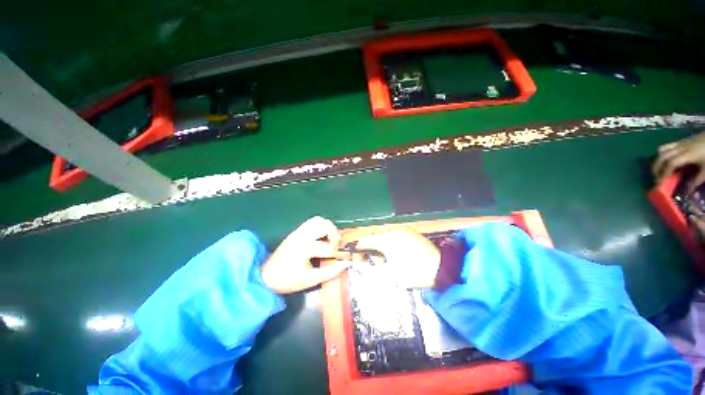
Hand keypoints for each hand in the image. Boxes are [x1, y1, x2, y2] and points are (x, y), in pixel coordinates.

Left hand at [261, 216, 351, 293]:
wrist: (265, 276)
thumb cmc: (287, 280)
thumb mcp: (310, 280)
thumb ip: (330, 272)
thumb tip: (346, 263)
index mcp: (305, 248)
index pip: (328, 247)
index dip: (339, 253)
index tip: (345, 258)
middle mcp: (303, 235)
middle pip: (325, 225)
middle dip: (334, 234)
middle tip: (336, 245)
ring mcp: (299, 231)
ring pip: (318, 220)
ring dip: (328, 228)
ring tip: (329, 240)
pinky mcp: (296, 231)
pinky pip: (312, 222)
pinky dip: (320, 227)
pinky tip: (321, 238)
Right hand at [355, 229, 440, 287]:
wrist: (441, 269)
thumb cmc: (413, 272)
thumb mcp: (390, 275)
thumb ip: (374, 268)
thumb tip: (364, 263)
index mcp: (386, 239)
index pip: (365, 240)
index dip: (358, 249)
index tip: (357, 257)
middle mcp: (393, 230)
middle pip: (374, 237)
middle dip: (371, 249)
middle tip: (376, 262)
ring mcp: (403, 230)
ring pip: (385, 236)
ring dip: (381, 246)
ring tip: (388, 259)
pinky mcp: (411, 232)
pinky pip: (395, 235)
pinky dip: (391, 243)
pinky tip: (398, 253)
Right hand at [653, 132, 704, 189]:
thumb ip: (697, 179)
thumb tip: (689, 191)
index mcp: (687, 155)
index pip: (671, 163)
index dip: (664, 173)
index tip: (660, 183)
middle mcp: (679, 149)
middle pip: (663, 157)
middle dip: (657, 168)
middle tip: (656, 177)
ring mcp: (678, 144)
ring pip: (661, 151)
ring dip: (657, 161)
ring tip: (657, 169)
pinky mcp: (679, 142)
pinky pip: (665, 146)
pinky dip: (660, 154)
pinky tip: (663, 159)